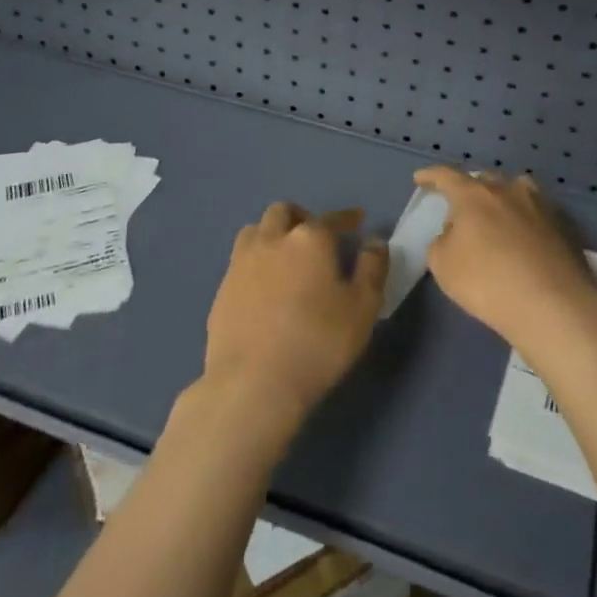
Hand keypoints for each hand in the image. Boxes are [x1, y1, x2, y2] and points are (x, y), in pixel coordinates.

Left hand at [201, 202, 387, 434]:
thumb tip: (374, 241)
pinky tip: (265, 287)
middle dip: (301, 217)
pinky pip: (240, 262)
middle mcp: (272, 240)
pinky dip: (256, 263)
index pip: (330, 218)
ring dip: (272, 233)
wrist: (252, 384)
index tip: (357, 220)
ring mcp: (241, 264)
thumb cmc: (318, 343)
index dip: (346, 218)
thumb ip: (372, 268)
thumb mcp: (363, 308)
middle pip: (283, 212)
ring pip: (255, 230)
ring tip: (285, 256)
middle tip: (316, 237)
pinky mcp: (222, 290)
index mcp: (309, 239)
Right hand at [415, 168, 596, 357]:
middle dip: (468, 190)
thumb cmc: (487, 281)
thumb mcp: (443, 265)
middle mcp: (508, 189)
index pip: (446, 176)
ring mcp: (539, 205)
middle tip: (460, 208)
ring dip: (500, 199)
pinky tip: (522, 239)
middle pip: (483, 180)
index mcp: (474, 194)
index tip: (419, 179)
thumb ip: (441, 241)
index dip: (430, 176)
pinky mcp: (562, 225)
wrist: (552, 305)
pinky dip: (523, 220)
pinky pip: (534, 213)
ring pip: (514, 191)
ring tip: (495, 216)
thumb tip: (454, 233)